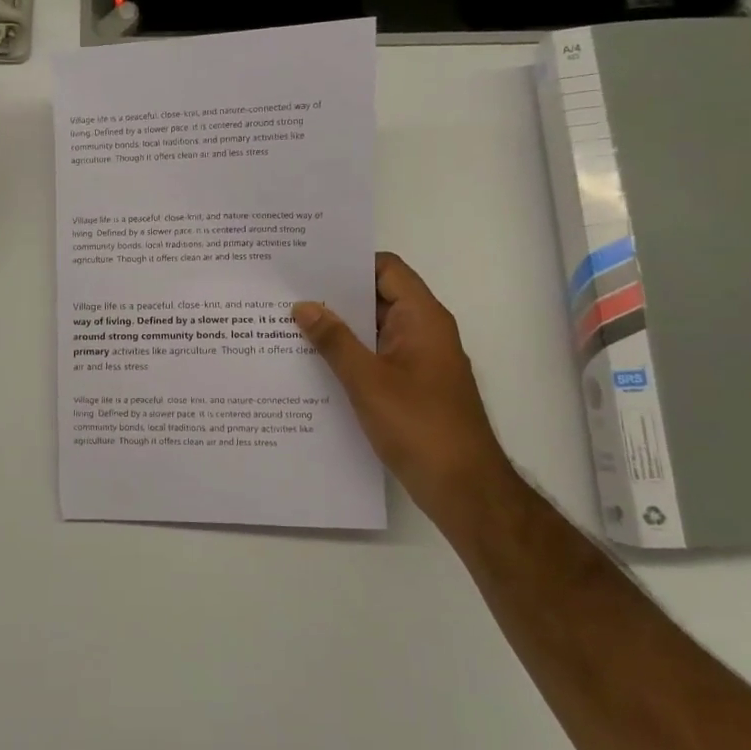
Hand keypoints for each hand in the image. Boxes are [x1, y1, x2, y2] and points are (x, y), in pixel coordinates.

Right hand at [294, 252, 517, 518]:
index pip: (386, 269)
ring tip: (290, 327)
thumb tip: (304, 306)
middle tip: (287, 295)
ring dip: (339, 330)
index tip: (308, 267)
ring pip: (374, 331)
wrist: (463, 486)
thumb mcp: (367, 381)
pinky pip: (377, 358)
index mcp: (422, 318)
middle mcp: (423, 332)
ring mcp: (419, 360)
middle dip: (336, 297)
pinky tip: (314, 366)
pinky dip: (349, 356)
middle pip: (378, 298)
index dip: (349, 263)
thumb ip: (334, 341)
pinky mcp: (412, 386)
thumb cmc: (419, 426)